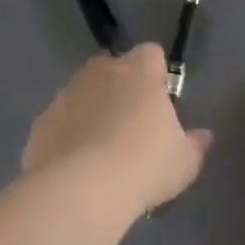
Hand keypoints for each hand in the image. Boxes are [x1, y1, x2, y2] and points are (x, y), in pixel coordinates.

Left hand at [24, 45, 211, 213]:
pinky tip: (78, 167)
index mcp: (139, 72)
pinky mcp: (41, 123)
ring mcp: (65, 95)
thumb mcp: (184, 161)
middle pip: (114, 70)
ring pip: (84, 94)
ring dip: (93, 112)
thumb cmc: (144, 166)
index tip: (161, 101)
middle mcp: (99, 73)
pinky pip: (62, 122)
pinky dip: (69, 135)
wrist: (81, 191)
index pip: (151, 54)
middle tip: (133, 127)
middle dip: (122, 90)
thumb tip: (203, 136)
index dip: (157, 74)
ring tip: (103, 152)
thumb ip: (194, 144)